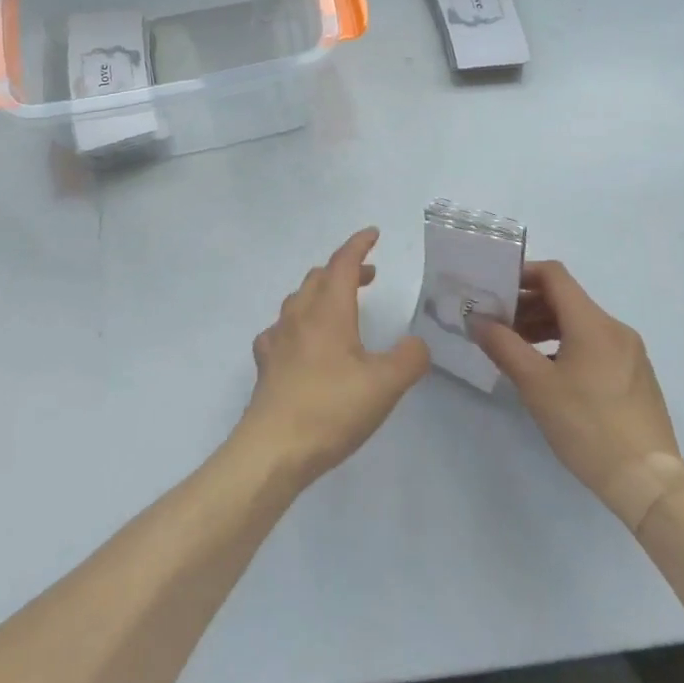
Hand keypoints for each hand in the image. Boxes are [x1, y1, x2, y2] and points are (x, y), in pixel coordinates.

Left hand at [235, 228, 429, 489]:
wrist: (273, 448)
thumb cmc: (331, 409)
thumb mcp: (385, 386)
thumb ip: (409, 359)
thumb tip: (417, 344)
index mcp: (328, 310)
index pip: (342, 263)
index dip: (358, 245)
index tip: (373, 234)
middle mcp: (299, 315)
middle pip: (319, 277)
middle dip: (344, 269)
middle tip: (368, 276)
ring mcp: (278, 338)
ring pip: (298, 299)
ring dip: (321, 293)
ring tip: (340, 306)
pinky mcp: (266, 363)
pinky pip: (281, 330)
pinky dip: (298, 324)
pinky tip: (302, 342)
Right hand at [473, 260, 683, 529]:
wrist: (649, 483)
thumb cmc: (588, 426)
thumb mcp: (536, 385)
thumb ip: (503, 345)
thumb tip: (478, 320)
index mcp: (593, 322)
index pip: (554, 275)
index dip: (522, 274)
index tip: (495, 291)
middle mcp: (615, 329)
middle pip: (566, 299)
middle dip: (528, 306)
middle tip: (499, 326)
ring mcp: (630, 354)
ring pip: (580, 324)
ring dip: (545, 327)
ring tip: (519, 352)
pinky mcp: (636, 378)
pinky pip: (595, 346)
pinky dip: (566, 346)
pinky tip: (550, 375)